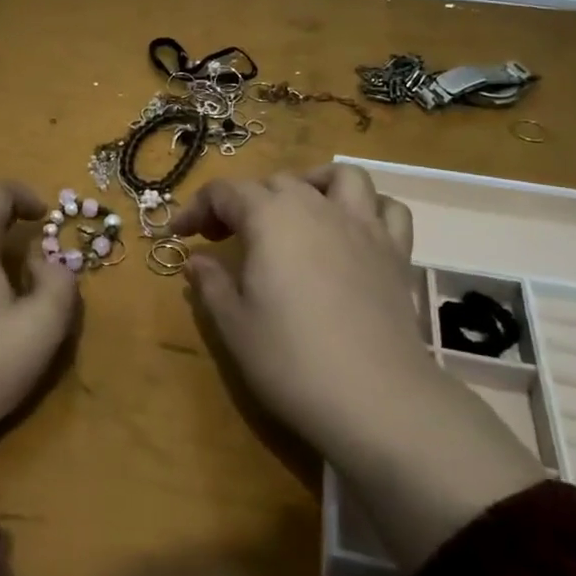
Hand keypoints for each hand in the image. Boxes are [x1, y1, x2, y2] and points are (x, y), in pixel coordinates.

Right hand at [173, 165, 543, 571]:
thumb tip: (198, 260)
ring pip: (338, 177)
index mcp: (269, 218)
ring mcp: (362, 226)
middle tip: (224, 237)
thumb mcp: (233, 325)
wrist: (375, 398)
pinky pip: (387, 209)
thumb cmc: (291, 359)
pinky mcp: (396, 252)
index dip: (196, 208)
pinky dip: (368, 208)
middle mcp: (315, 207)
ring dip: (311, 184)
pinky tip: (352, 231)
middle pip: (275, 182)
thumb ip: (211, 283)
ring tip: (295, 212)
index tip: (180, 235)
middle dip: (243, 201)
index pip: (224, 192)